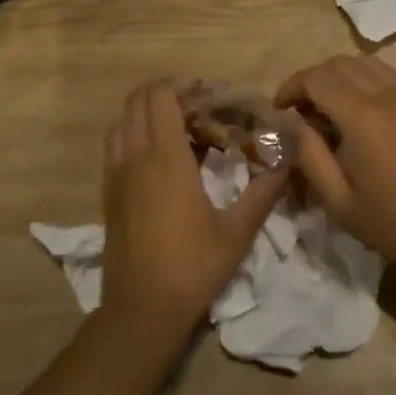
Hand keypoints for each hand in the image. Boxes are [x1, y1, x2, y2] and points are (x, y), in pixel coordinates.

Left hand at [101, 81, 287, 343]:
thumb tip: (288, 163)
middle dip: (164, 92)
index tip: (208, 95)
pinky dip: (131, 134)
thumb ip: (262, 193)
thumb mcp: (237, 232)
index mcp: (166, 158)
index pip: (160, 97)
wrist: (141, 309)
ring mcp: (116, 174)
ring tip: (174, 126)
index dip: (182, 86)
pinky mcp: (107, 193)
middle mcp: (135, 156)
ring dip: (144, 112)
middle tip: (196, 106)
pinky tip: (155, 156)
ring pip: (121, 121)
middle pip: (137, 101)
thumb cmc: (193, 267)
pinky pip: (113, 145)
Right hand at [275, 56, 395, 278]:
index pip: (316, 78)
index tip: (279, 108)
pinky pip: (393, 74)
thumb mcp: (342, 202)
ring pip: (367, 63)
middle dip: (312, 79)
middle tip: (301, 110)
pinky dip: (371, 79)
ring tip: (331, 106)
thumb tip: (292, 124)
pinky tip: (368, 106)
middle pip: (339, 64)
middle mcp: (386, 93)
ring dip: (341, 76)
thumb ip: (310, 157)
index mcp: (361, 115)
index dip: (291, 86)